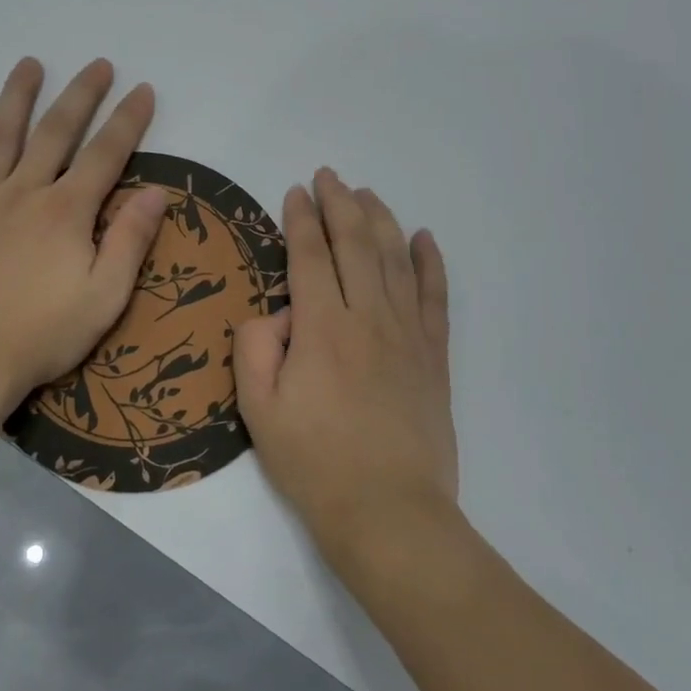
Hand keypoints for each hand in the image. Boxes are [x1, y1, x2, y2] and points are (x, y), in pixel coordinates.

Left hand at [0, 57, 167, 426]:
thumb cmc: (39, 337)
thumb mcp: (103, 298)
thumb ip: (129, 241)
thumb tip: (156, 191)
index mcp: (65, 212)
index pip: (105, 154)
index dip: (128, 120)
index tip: (142, 90)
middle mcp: (23, 193)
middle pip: (55, 132)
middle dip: (81, 95)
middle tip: (98, 65)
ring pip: (0, 136)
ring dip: (17, 97)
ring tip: (30, 64)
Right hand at [234, 169, 455, 571]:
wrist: (390, 514)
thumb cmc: (315, 464)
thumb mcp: (259, 411)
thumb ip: (256, 348)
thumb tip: (277, 313)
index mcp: (322, 328)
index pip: (309, 256)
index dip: (301, 219)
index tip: (295, 192)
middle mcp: (368, 318)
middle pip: (355, 244)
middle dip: (340, 204)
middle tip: (328, 176)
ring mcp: (408, 334)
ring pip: (395, 260)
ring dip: (380, 220)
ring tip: (367, 194)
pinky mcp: (434, 356)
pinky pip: (434, 297)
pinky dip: (430, 263)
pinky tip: (424, 238)